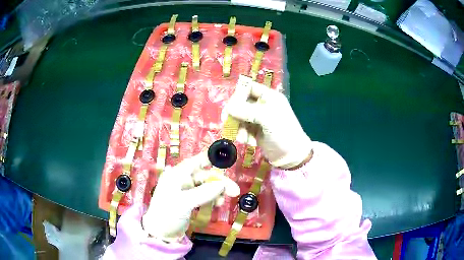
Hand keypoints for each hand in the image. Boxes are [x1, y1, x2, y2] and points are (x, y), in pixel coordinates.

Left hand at [142, 153, 239, 241]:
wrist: (160, 233)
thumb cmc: (168, 213)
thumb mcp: (185, 202)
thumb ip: (204, 192)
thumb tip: (223, 184)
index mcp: (177, 175)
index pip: (195, 162)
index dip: (210, 158)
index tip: (226, 159)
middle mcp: (181, 180)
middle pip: (205, 176)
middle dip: (219, 183)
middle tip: (235, 192)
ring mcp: (186, 191)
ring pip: (206, 186)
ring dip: (217, 192)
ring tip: (222, 203)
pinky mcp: (190, 201)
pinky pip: (204, 195)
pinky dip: (212, 199)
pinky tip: (217, 204)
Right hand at [224, 75, 312, 168]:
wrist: (290, 155)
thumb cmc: (283, 132)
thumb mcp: (267, 118)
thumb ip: (247, 111)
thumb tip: (228, 107)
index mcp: (269, 97)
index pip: (249, 87)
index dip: (238, 94)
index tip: (231, 105)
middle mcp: (262, 105)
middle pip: (241, 102)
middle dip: (234, 113)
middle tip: (226, 121)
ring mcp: (258, 118)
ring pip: (239, 116)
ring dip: (237, 127)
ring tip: (242, 137)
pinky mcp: (254, 130)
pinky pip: (242, 128)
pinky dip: (242, 134)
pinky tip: (247, 142)